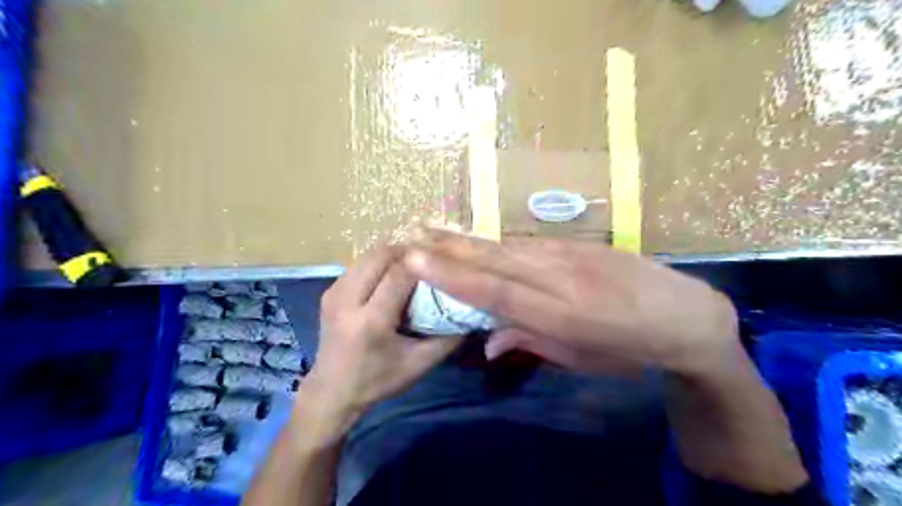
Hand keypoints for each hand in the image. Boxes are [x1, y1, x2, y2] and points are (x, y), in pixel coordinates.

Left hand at [303, 243, 461, 434]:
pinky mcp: (329, 292)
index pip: (399, 274)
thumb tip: (472, 312)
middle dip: (407, 253)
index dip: (422, 263)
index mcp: (371, 321)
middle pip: (380, 256)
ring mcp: (334, 294)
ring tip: (413, 268)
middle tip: (428, 262)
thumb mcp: (420, 364)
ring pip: (368, 256)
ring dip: (392, 256)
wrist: (332, 391)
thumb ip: (449, 338)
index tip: (442, 261)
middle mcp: (347, 301)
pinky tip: (391, 277)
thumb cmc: (378, 380)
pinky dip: (378, 264)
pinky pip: (359, 265)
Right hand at [404, 229, 739, 379]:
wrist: (687, 315)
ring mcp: (571, 255)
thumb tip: (487, 341)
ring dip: (469, 240)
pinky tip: (480, 238)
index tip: (417, 260)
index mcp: (561, 317)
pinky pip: (529, 242)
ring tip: (436, 232)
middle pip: (495, 260)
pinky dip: (499, 241)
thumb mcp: (581, 359)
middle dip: (450, 248)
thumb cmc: (631, 350)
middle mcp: (561, 279)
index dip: (454, 276)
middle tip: (412, 236)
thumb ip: (529, 343)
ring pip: (508, 246)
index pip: (495, 292)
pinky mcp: (580, 243)